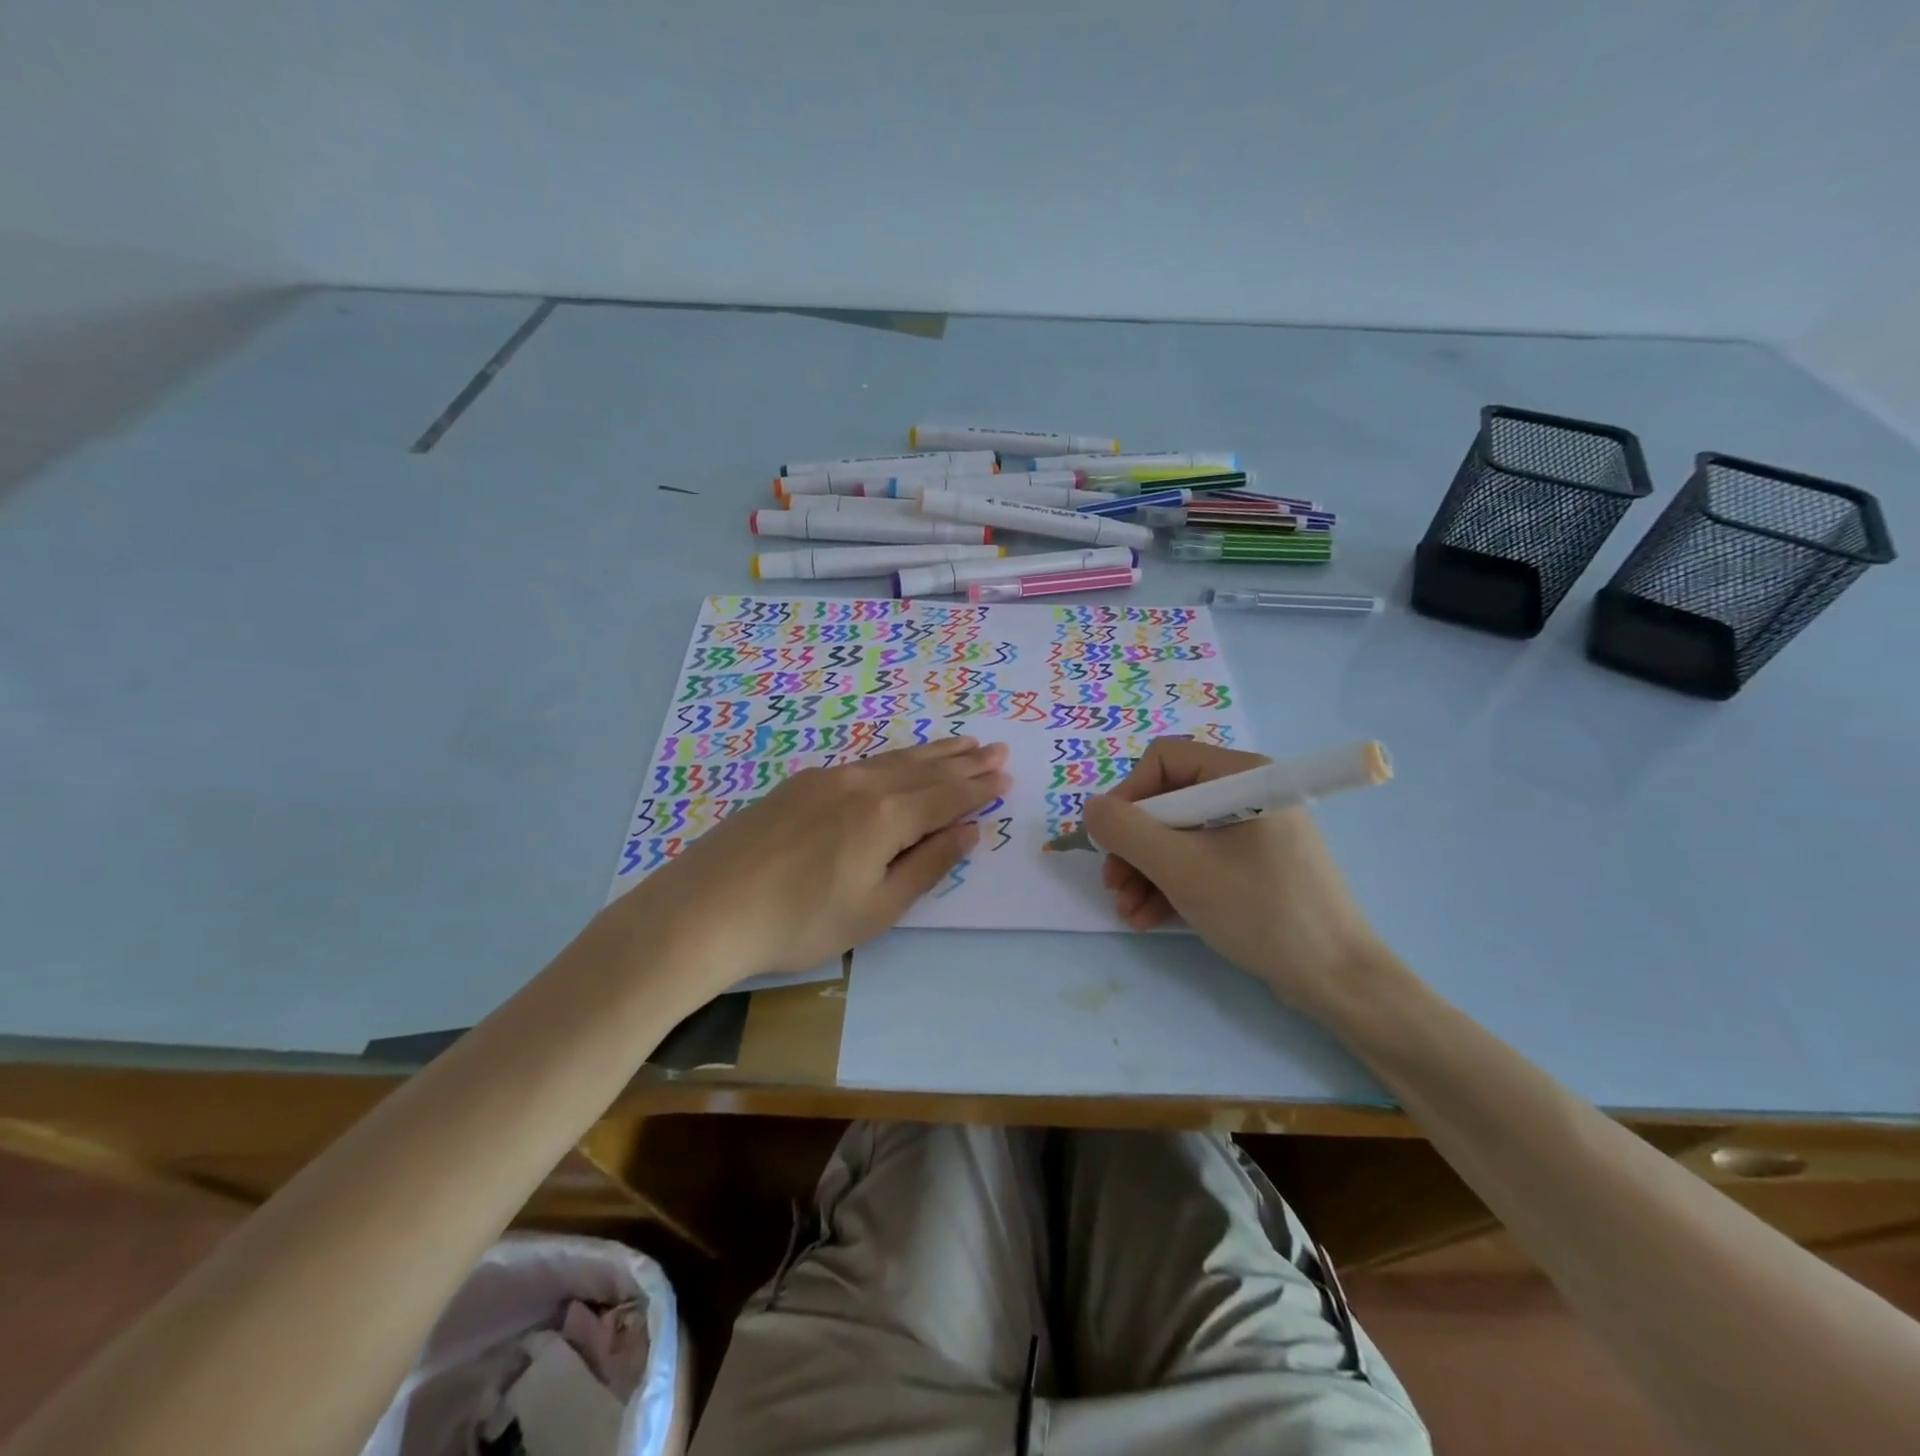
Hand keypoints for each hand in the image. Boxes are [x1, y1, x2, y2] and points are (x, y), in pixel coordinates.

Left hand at [624, 738, 1010, 995]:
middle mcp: (861, 784)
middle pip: (924, 769)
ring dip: (931, 753)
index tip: (1004, 774)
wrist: (706, 910)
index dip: (978, 788)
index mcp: (886, 816)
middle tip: (995, 748)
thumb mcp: (876, 908)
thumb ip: (927, 865)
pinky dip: (894, 760)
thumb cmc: (800, 922)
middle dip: (963, 761)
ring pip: (893, 760)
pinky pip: (863, 763)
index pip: (946, 797)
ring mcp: (826, 778)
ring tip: (960, 743)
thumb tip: (969, 830)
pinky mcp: (798, 784)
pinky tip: (898, 762)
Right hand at [1081, 738, 1393, 1020]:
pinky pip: (1199, 861)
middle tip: (1113, 884)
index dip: (1128, 796)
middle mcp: (1247, 794)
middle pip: (1167, 802)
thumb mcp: (1182, 869)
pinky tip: (1147, 917)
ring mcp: (1251, 832)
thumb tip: (1092, 809)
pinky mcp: (1253, 866)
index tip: (1110, 839)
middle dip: (1133, 846)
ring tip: (1127, 911)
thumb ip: (1127, 832)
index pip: (1164, 761)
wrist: (1336, 979)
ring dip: (1144, 872)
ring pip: (1178, 836)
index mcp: (1241, 776)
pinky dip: (1169, 885)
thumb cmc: (1260, 910)